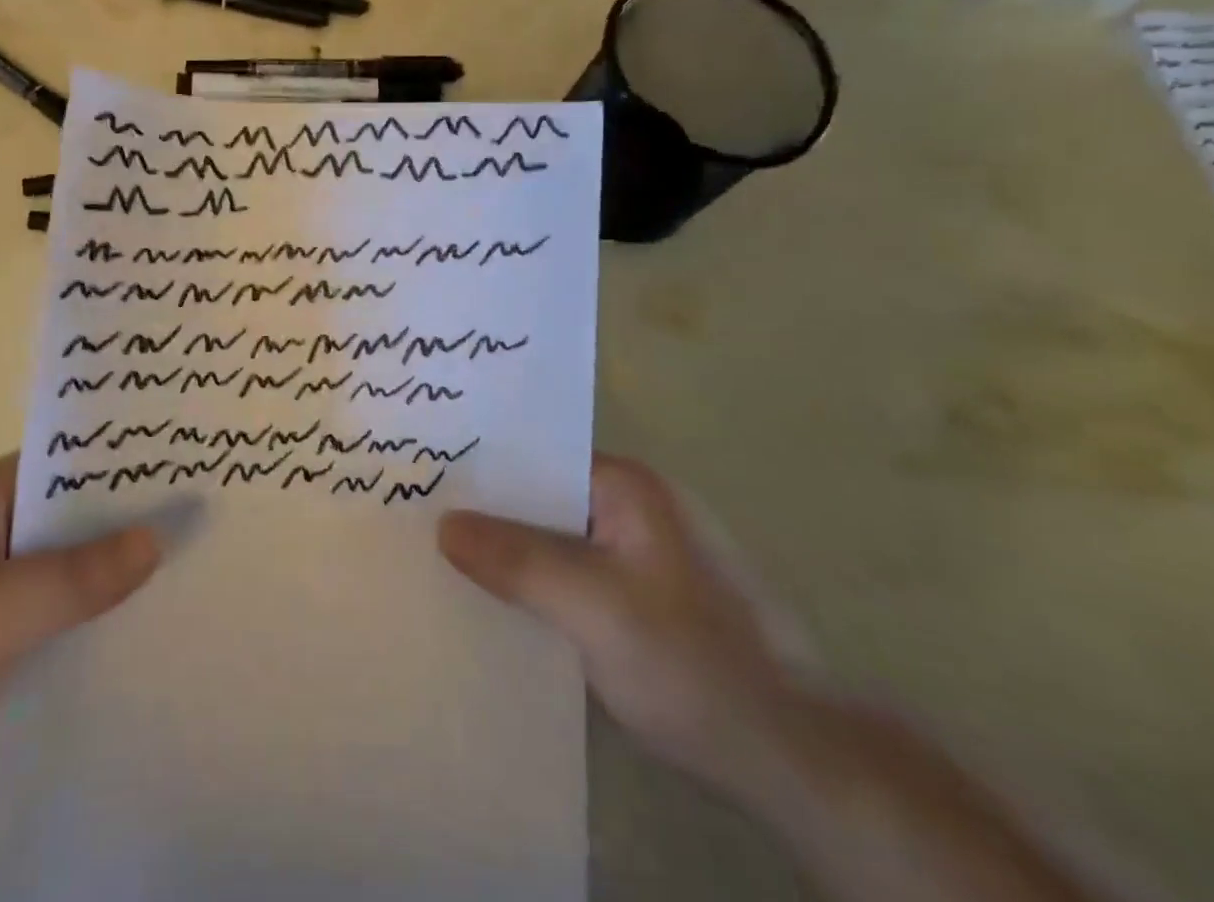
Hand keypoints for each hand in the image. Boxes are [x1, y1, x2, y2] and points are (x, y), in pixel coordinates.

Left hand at [0, 453, 159, 848]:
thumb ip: (77, 577)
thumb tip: (159, 533)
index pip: (67, 462)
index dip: (126, 467)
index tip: (190, 478)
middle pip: (58, 514)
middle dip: (119, 522)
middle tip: (197, 532)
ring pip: (39, 566)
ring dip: (90, 573)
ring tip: (167, 581)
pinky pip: (17, 610)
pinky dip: (57, 616)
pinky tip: (99, 638)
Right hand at [438, 455, 806, 792]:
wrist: (794, 758)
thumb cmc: (692, 661)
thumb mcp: (593, 605)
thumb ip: (516, 559)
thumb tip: (443, 524)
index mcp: (627, 486)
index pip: (536, 456)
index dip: (482, 466)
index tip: (425, 479)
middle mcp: (634, 509)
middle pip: (543, 498)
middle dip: (489, 513)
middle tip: (419, 522)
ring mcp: (642, 557)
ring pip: (556, 541)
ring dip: (512, 555)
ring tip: (445, 563)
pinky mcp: (645, 603)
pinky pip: (573, 578)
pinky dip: (538, 588)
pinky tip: (499, 610)